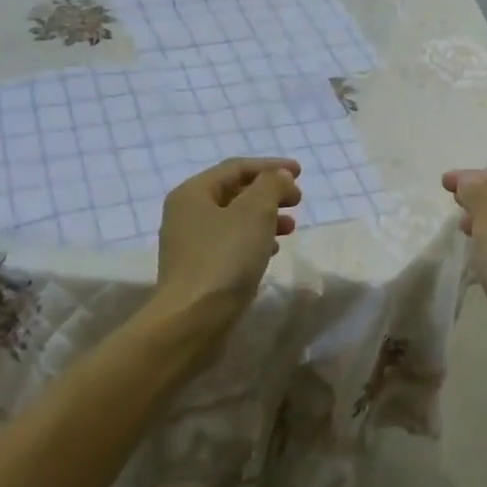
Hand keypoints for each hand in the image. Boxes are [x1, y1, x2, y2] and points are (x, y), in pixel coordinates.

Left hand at [150, 157, 300, 342]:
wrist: (194, 319)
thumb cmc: (225, 258)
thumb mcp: (255, 212)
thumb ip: (270, 186)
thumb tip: (278, 176)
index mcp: (193, 193)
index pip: (236, 168)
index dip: (270, 166)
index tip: (300, 173)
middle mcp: (186, 214)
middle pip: (234, 193)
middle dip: (268, 193)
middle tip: (298, 201)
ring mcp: (190, 244)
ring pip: (234, 220)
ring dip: (265, 218)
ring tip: (291, 228)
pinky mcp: (199, 271)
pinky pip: (231, 244)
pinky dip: (254, 241)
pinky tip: (272, 252)